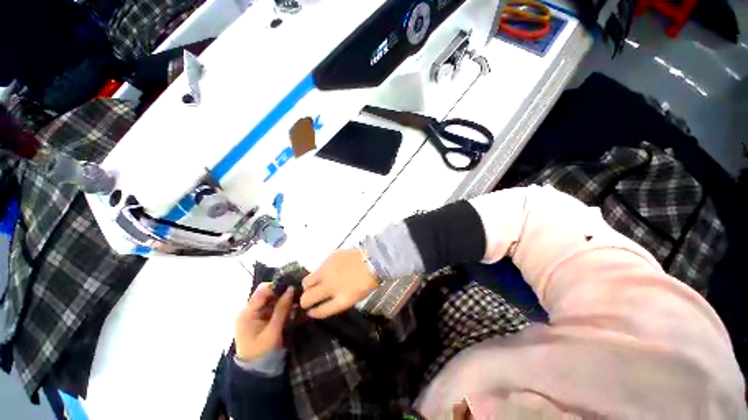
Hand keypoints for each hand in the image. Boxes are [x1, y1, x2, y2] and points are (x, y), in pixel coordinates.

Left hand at [235, 283, 294, 360]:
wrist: (256, 371)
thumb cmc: (262, 351)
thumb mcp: (273, 330)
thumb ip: (282, 309)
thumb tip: (291, 288)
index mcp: (247, 312)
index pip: (262, 291)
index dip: (277, 286)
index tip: (293, 287)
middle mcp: (250, 310)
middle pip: (268, 294)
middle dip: (282, 293)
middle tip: (298, 294)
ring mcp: (256, 314)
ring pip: (272, 300)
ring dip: (284, 299)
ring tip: (298, 301)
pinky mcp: (262, 319)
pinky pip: (273, 307)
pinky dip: (283, 306)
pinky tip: (293, 308)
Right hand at [300, 250, 378, 318]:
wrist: (374, 260)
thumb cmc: (368, 281)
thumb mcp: (355, 297)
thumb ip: (337, 301)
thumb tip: (323, 302)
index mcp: (341, 299)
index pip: (319, 311)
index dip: (313, 313)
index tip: (311, 312)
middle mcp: (331, 286)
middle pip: (307, 298)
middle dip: (304, 302)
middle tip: (307, 300)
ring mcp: (328, 271)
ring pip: (307, 282)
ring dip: (308, 286)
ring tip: (314, 285)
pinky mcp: (329, 258)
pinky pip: (318, 268)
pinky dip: (320, 273)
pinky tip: (328, 271)